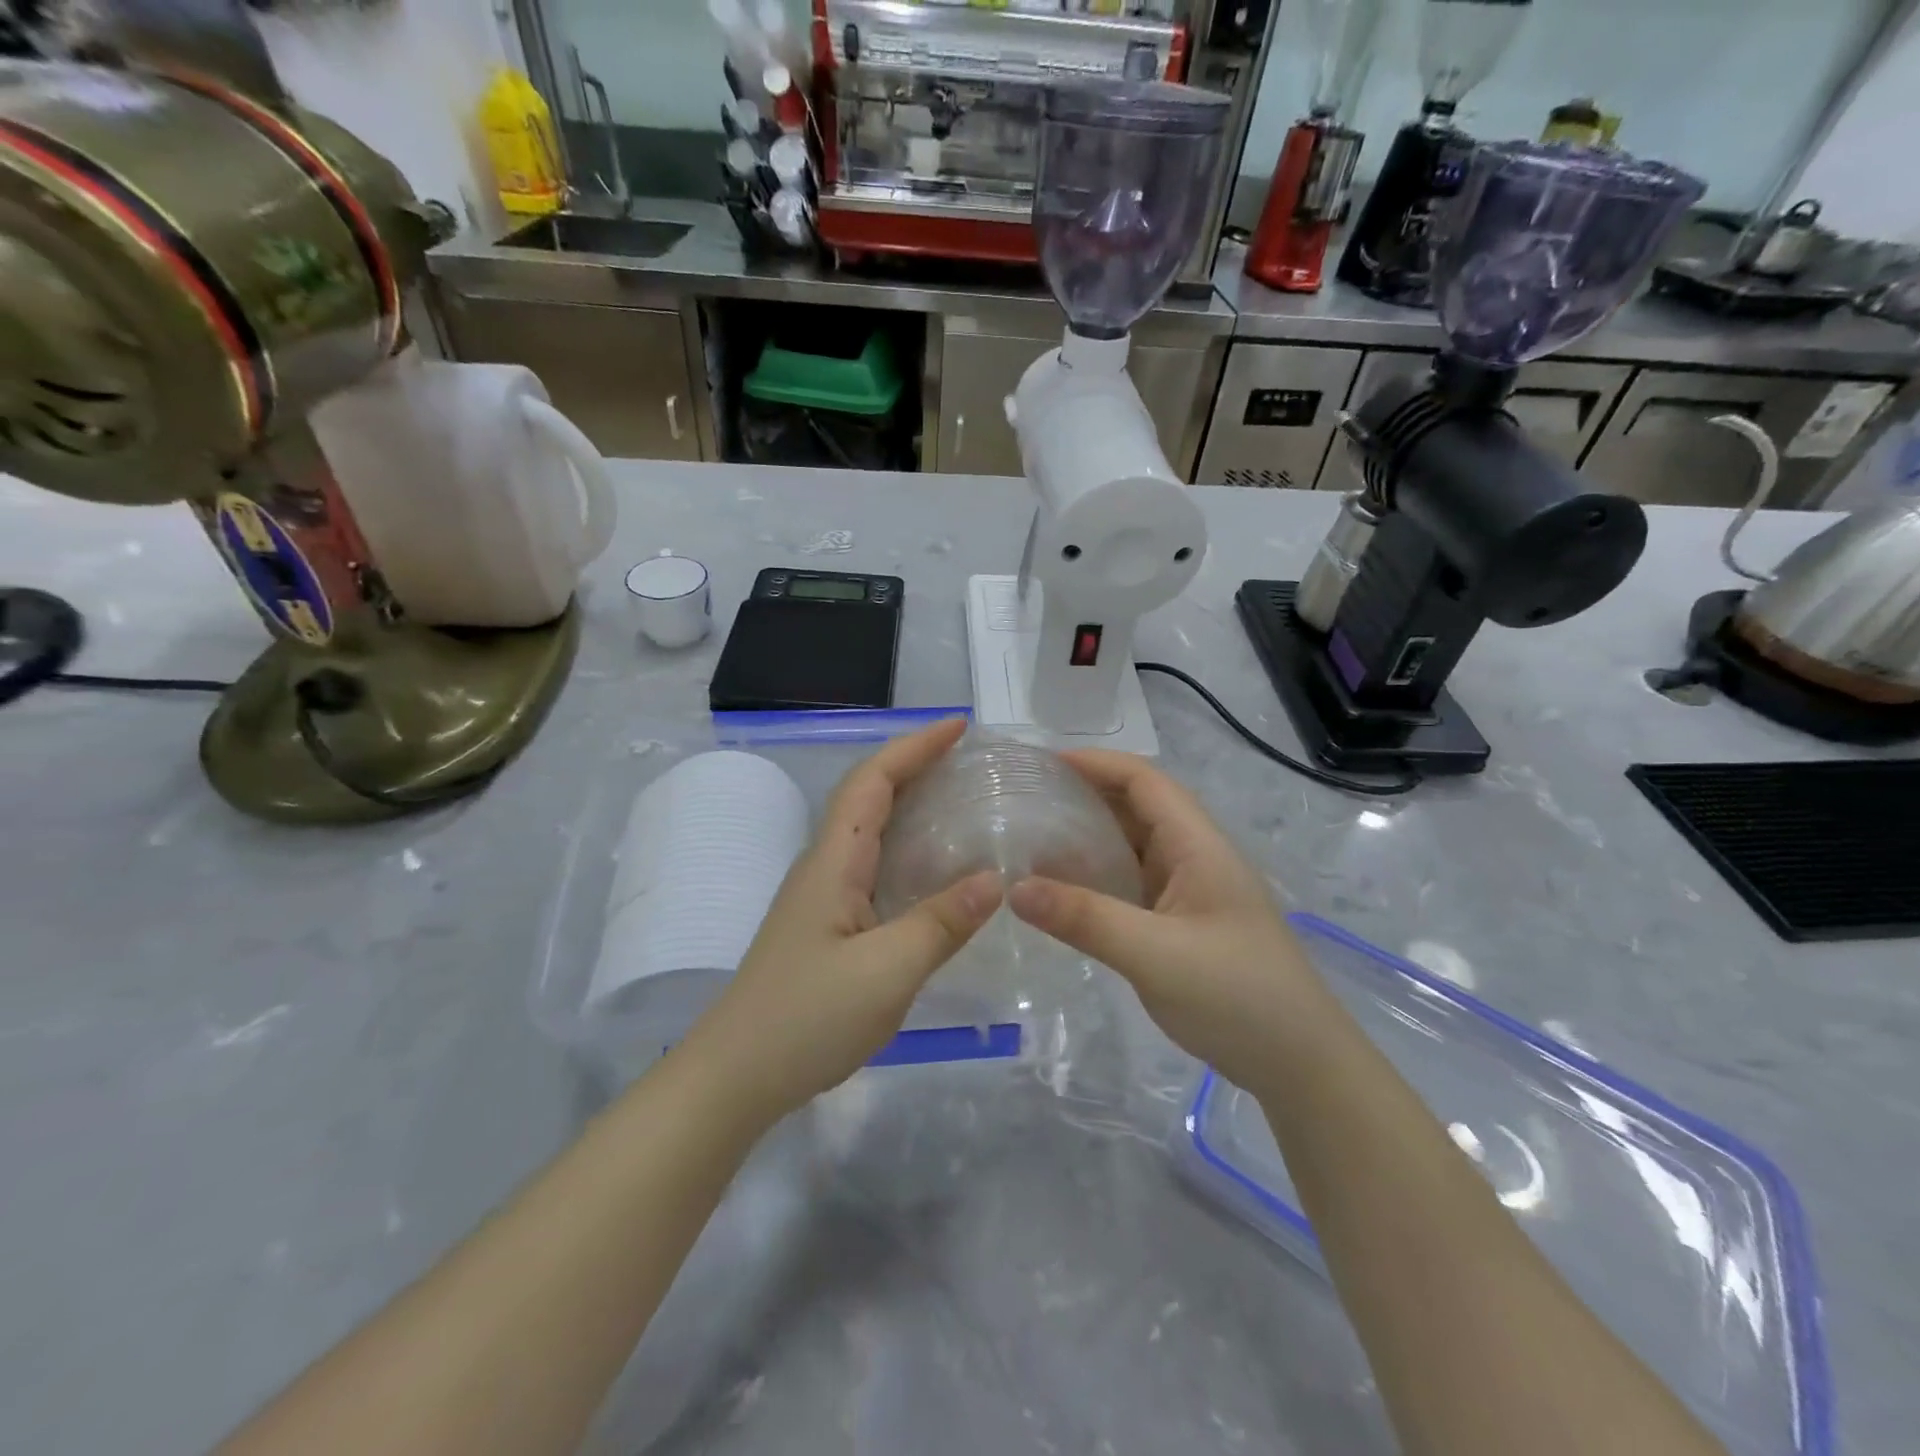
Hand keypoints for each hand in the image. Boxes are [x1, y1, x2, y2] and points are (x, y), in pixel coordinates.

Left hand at [686, 719, 1000, 1124]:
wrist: (736, 1076)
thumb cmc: (806, 1019)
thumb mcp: (886, 973)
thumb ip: (941, 923)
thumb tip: (995, 879)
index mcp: (834, 862)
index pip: (873, 781)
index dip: (914, 747)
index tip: (960, 727)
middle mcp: (825, 867)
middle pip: (870, 796)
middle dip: (917, 766)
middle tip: (973, 761)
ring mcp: (823, 897)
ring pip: (871, 831)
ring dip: (912, 803)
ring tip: (964, 800)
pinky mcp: (828, 925)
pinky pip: (875, 866)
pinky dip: (909, 848)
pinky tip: (937, 870)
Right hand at [1007, 749, 1326, 1094]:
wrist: (1301, 1065)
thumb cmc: (1238, 997)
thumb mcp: (1156, 955)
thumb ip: (1085, 919)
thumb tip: (1014, 888)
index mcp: (1197, 846)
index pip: (1144, 781)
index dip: (1095, 763)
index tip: (1041, 764)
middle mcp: (1193, 858)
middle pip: (1135, 807)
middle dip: (1083, 795)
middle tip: (1024, 801)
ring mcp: (1188, 893)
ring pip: (1131, 848)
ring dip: (1087, 838)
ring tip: (1030, 839)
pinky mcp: (1179, 925)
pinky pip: (1130, 885)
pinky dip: (1095, 878)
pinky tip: (1061, 891)